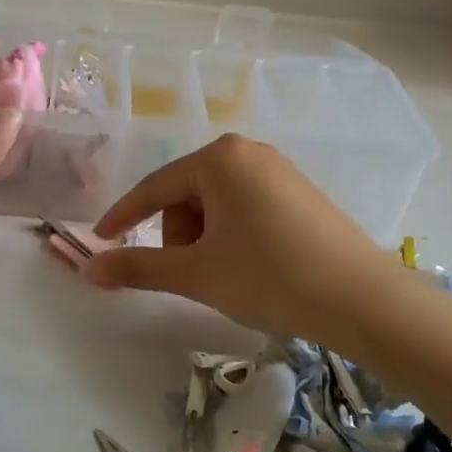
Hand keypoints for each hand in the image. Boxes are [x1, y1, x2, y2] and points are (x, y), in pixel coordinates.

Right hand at [80, 135, 392, 340]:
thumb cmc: (269, 277)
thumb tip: (88, 270)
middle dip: (178, 235)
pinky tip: (253, 266)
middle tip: (194, 275)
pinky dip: (233, 235)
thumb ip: (138, 267)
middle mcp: (247, 152)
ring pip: (217, 203)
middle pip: (187, 194)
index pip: (154, 187)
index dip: (124, 217)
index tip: (101, 240)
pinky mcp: (300, 191)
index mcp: (219, 159)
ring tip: (226, 275)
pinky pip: (246, 206)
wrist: (363, 300)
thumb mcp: (197, 273)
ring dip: (205, 238)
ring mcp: (278, 169)